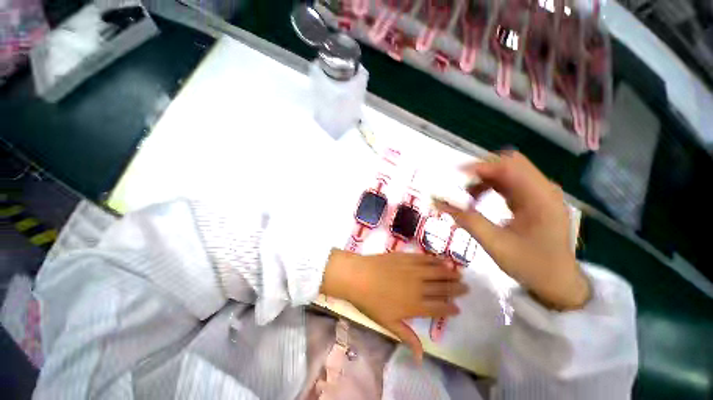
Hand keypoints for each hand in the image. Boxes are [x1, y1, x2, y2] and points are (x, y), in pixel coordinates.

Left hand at [321, 250, 466, 360]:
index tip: (458, 308)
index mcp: (415, 305)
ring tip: (459, 273)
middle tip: (466, 287)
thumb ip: (407, 337)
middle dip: (455, 289)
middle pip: (441, 288)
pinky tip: (441, 260)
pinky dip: (435, 260)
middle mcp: (418, 287)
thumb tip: (420, 358)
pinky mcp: (406, 257)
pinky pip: (424, 259)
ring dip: (449, 273)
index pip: (438, 308)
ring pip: (436, 272)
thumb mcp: (388, 323)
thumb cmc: (371, 301)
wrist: (359, 276)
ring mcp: (413, 270)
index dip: (450, 308)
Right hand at [435, 151, 589, 310]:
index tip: (454, 177)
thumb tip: (439, 203)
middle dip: (481, 171)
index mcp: (540, 198)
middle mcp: (543, 189)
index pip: (508, 167)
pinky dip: (489, 187)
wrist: (559, 283)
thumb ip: (467, 220)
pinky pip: (508, 183)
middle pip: (508, 163)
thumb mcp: (495, 244)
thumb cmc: (531, 266)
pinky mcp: (534, 199)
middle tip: (459, 185)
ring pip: (507, 172)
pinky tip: (478, 200)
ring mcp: (539, 193)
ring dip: (484, 179)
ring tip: (466, 197)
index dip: (479, 167)